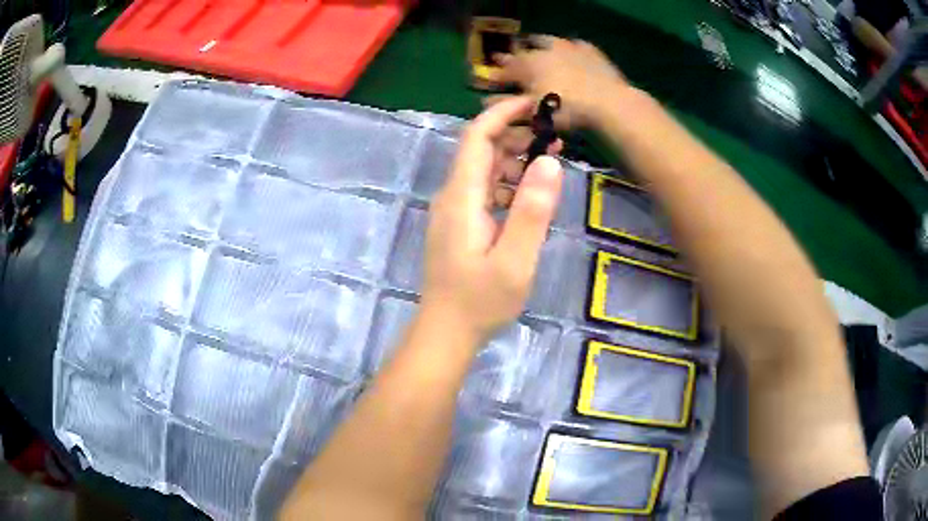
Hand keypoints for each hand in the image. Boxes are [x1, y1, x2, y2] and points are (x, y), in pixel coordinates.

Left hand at [421, 97, 563, 340]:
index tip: (535, 104)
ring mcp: (454, 210)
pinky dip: (508, 182)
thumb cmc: (480, 301)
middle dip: (516, 134)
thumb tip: (549, 161)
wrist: (446, 332)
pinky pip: (484, 190)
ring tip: (551, 159)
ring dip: (515, 158)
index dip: (503, 114)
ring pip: (484, 169)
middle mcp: (453, 195)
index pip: (477, 137)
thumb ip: (532, 210)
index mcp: (462, 196)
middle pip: (481, 149)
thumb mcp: (515, 260)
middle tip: (555, 135)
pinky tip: (531, 192)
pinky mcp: (460, 224)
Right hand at [495, 36, 627, 128]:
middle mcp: (544, 49)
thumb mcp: (533, 112)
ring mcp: (569, 47)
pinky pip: (577, 45)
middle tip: (518, 61)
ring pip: (550, 41)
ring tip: (543, 51)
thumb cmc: (566, 109)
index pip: (506, 67)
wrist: (609, 102)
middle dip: (520, 54)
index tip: (489, 76)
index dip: (497, 72)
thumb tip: (483, 102)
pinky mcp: (591, 50)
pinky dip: (571, 49)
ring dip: (543, 45)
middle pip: (527, 49)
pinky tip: (573, 55)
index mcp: (528, 64)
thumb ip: (506, 104)